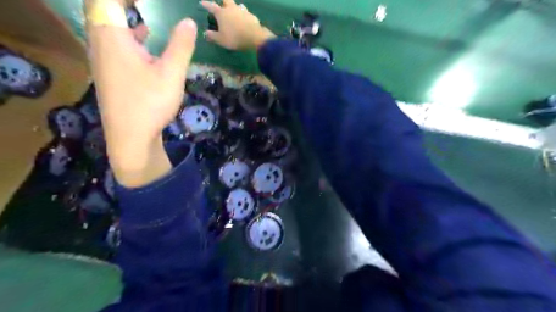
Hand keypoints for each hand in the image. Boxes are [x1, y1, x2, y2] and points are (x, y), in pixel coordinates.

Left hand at [84, 0, 197, 185]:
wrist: (130, 137)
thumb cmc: (150, 103)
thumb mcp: (171, 74)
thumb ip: (180, 46)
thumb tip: (188, 22)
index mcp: (112, 37)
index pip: (108, 0)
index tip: (151, 2)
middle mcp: (100, 42)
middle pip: (105, 8)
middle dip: (127, 3)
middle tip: (150, 5)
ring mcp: (102, 58)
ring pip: (108, 25)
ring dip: (126, 15)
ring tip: (147, 11)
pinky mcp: (109, 71)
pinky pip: (114, 41)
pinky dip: (129, 33)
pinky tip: (147, 40)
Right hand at [202, 0, 276, 49]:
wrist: (254, 37)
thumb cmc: (234, 38)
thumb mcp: (221, 40)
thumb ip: (212, 36)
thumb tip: (205, 33)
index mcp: (221, 13)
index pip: (211, 6)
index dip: (206, 4)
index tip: (202, 2)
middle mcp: (231, 9)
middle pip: (226, 0)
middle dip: (224, 2)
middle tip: (223, 4)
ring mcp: (242, 11)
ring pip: (238, 5)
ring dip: (236, 8)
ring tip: (236, 12)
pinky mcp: (251, 16)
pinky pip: (247, 14)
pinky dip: (245, 16)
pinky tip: (246, 20)